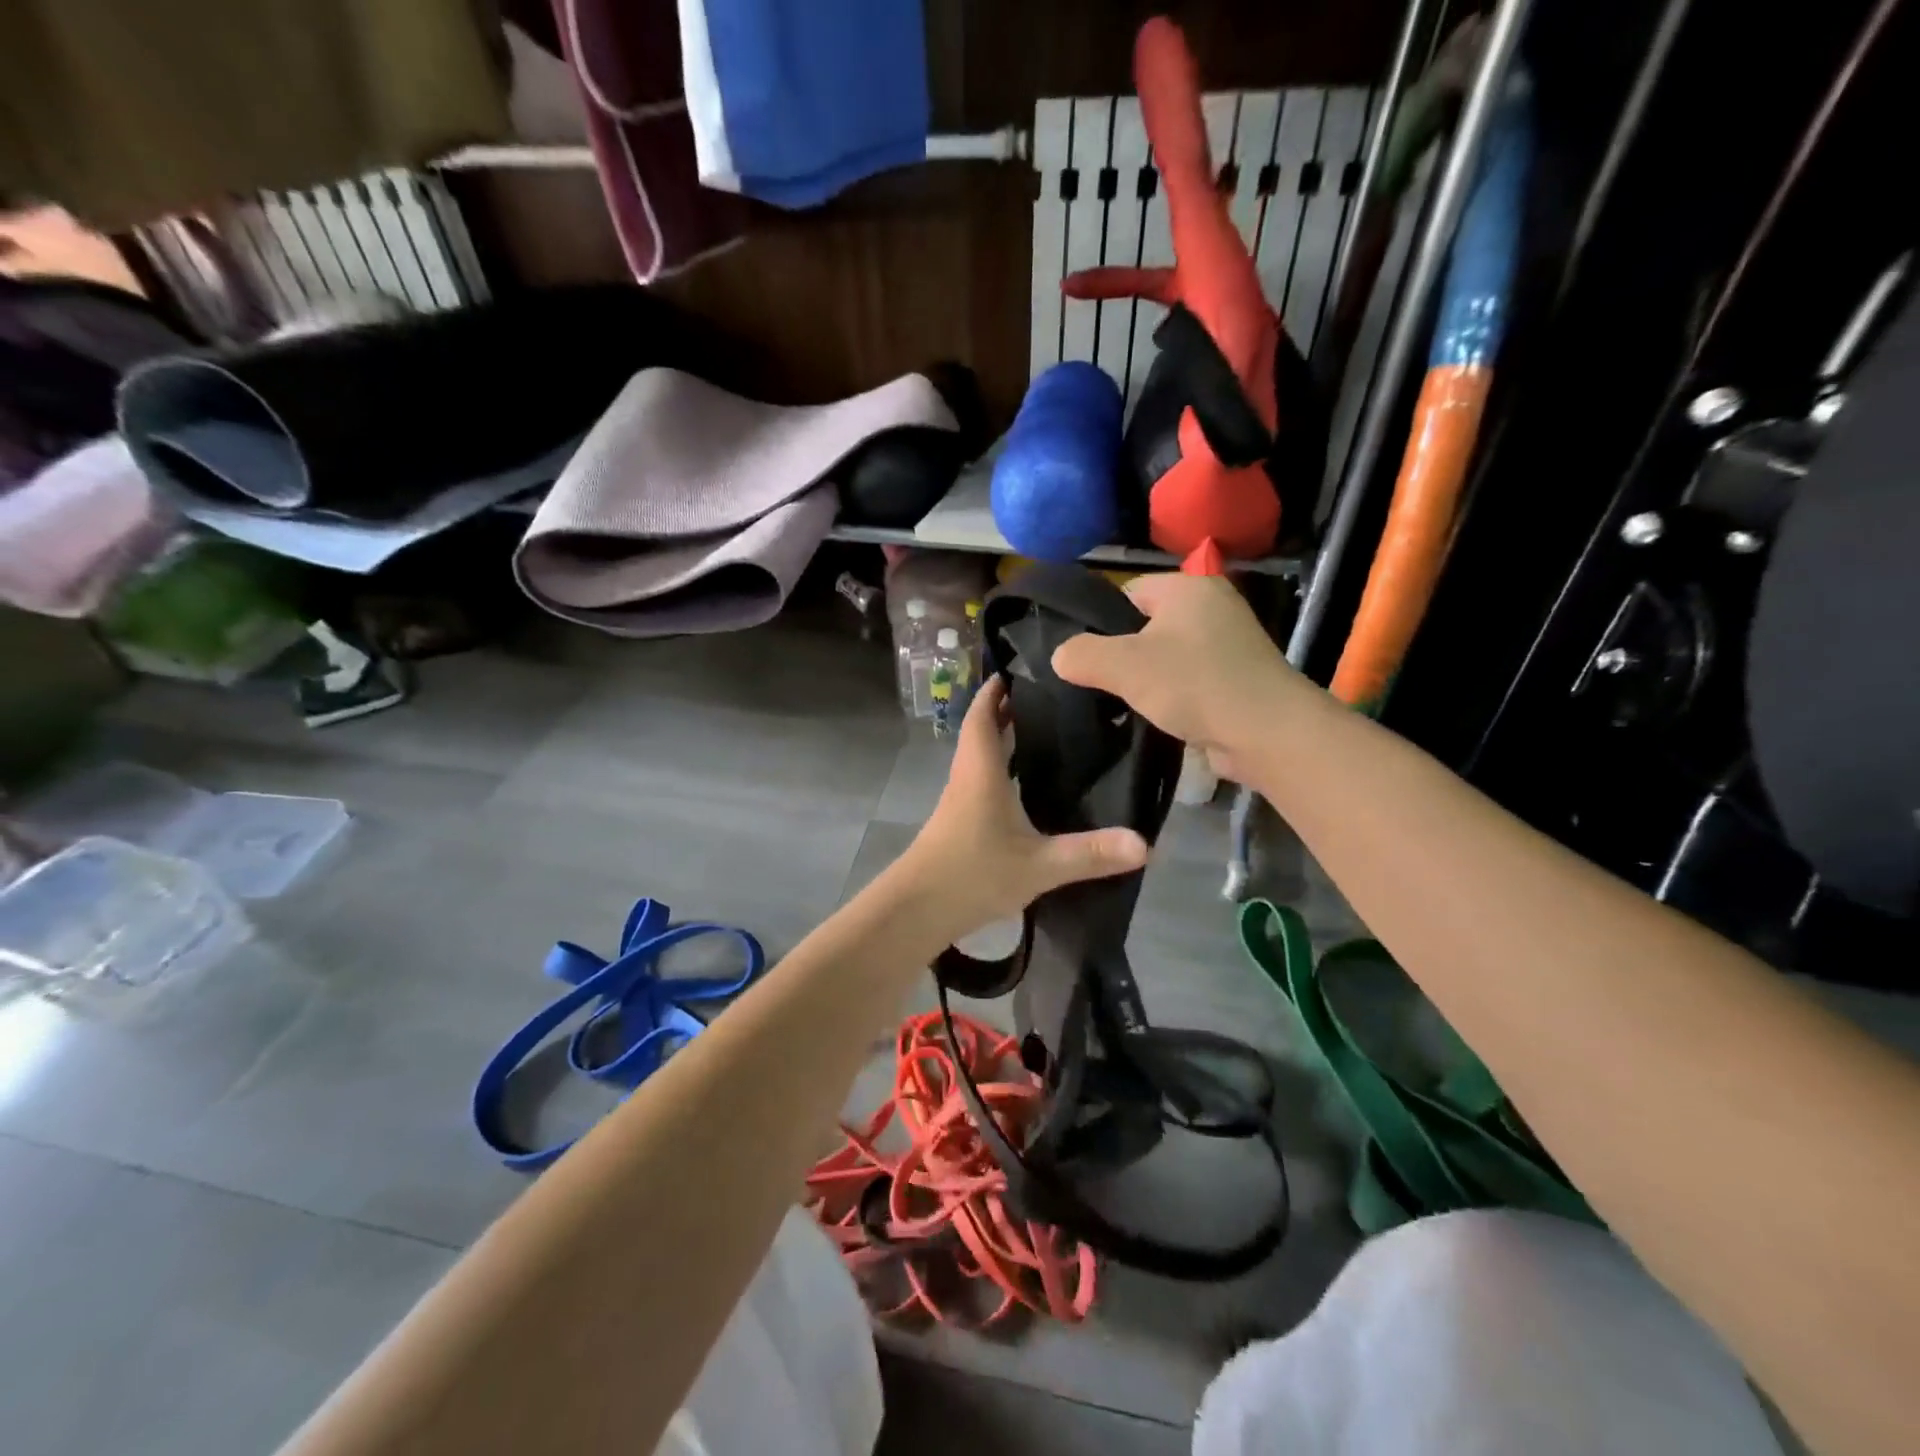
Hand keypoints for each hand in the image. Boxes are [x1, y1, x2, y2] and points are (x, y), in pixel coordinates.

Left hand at [901, 678, 1148, 941]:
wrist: (916, 911)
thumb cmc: (972, 875)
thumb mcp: (1037, 865)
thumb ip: (1089, 853)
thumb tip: (1145, 844)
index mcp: (981, 770)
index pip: (984, 714)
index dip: (997, 690)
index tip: (1021, 669)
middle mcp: (967, 777)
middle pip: (983, 730)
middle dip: (1008, 710)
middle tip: (1049, 698)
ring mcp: (960, 801)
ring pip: (981, 757)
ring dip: (1004, 740)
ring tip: (1045, 733)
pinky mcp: (959, 824)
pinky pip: (982, 781)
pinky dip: (1001, 770)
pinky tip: (1026, 786)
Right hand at [1049, 573, 1298, 780]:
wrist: (1266, 732)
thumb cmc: (1193, 684)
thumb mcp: (1123, 665)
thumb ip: (1081, 655)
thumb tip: (1061, 656)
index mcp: (1189, 587)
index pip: (1130, 591)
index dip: (1103, 620)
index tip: (1087, 655)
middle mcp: (1214, 606)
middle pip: (1148, 625)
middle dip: (1126, 653)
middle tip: (1103, 683)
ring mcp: (1232, 643)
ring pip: (1170, 655)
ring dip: (1150, 678)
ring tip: (1130, 703)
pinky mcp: (1240, 677)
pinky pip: (1192, 678)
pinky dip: (1176, 695)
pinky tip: (1162, 716)